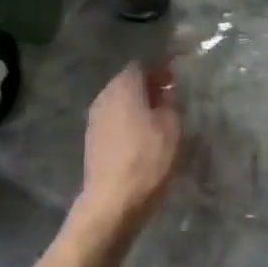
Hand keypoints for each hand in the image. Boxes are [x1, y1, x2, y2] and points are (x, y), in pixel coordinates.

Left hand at [75, 63, 179, 234]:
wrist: (112, 200)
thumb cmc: (146, 159)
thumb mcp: (171, 128)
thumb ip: (169, 104)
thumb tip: (165, 94)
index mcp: (124, 86)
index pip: (141, 66)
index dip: (159, 70)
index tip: (175, 79)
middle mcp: (105, 96)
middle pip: (127, 82)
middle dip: (148, 87)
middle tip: (169, 98)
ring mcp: (94, 118)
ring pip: (119, 102)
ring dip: (136, 105)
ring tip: (157, 119)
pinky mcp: (92, 139)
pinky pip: (113, 120)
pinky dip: (127, 121)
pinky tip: (140, 136)